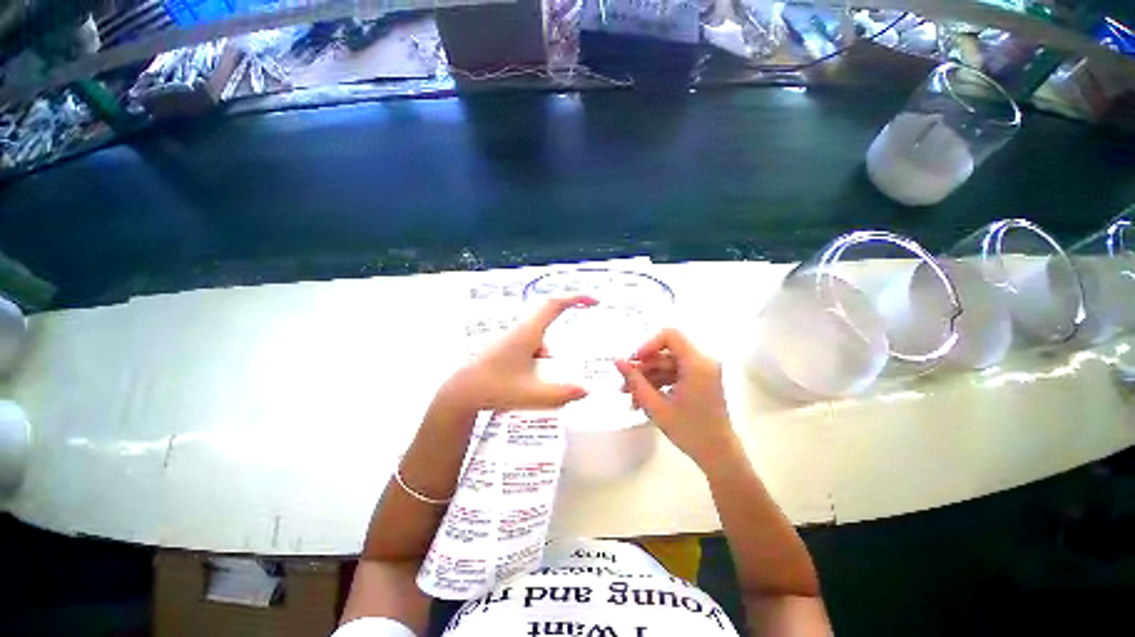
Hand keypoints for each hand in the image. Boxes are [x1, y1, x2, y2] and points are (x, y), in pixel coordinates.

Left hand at [441, 295, 596, 412]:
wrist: (461, 393)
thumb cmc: (494, 389)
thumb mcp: (532, 394)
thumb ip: (562, 393)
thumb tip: (587, 390)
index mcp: (527, 333)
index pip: (554, 305)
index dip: (575, 299)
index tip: (594, 301)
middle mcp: (520, 330)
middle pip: (548, 315)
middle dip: (565, 320)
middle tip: (578, 330)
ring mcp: (511, 338)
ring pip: (540, 336)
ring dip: (548, 353)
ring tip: (542, 380)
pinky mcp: (507, 347)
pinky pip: (531, 345)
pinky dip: (538, 358)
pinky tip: (531, 381)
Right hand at [616, 329, 735, 466]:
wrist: (718, 455)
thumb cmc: (689, 431)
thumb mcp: (656, 406)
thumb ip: (635, 381)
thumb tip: (616, 360)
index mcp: (697, 364)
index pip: (670, 335)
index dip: (648, 344)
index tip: (634, 361)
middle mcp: (702, 361)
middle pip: (666, 352)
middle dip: (643, 367)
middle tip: (624, 384)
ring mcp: (702, 371)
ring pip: (667, 364)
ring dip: (648, 377)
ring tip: (630, 397)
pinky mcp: (699, 380)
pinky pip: (674, 373)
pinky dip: (658, 383)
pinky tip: (642, 399)